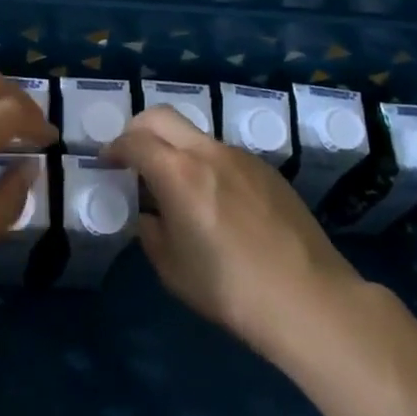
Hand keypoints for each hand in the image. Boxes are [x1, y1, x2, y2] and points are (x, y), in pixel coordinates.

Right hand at [106, 106, 364, 354]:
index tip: (107, 162)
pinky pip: (225, 155)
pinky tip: (219, 204)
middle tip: (133, 156)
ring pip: (196, 136)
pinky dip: (207, 165)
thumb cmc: (230, 289)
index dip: (114, 148)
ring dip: (176, 148)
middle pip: (162, 116)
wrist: (309, 299)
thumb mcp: (172, 269)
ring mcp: (241, 157)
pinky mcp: (267, 170)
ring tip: (179, 187)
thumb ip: (152, 232)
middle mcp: (207, 152)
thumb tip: (151, 215)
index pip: (134, 140)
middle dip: (139, 129)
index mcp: (177, 173)